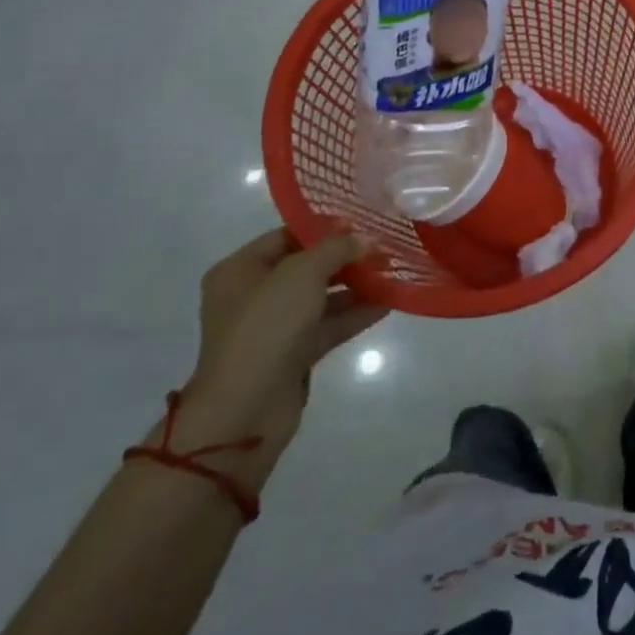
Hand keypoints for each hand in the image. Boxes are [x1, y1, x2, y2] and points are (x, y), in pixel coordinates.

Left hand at [176, 230, 386, 480]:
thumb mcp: (302, 273)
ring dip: (355, 286)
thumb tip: (363, 240)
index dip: (324, 227)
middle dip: (345, 257)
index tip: (362, 223)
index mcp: (240, 270)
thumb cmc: (266, 326)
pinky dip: (354, 314)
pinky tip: (388, 302)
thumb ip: (336, 248)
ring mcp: (273, 328)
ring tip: (393, 272)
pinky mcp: (292, 355)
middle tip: (383, 247)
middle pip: (306, 267)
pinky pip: (327, 326)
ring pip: (320, 298)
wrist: (245, 410)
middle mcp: (253, 296)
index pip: (286, 235)